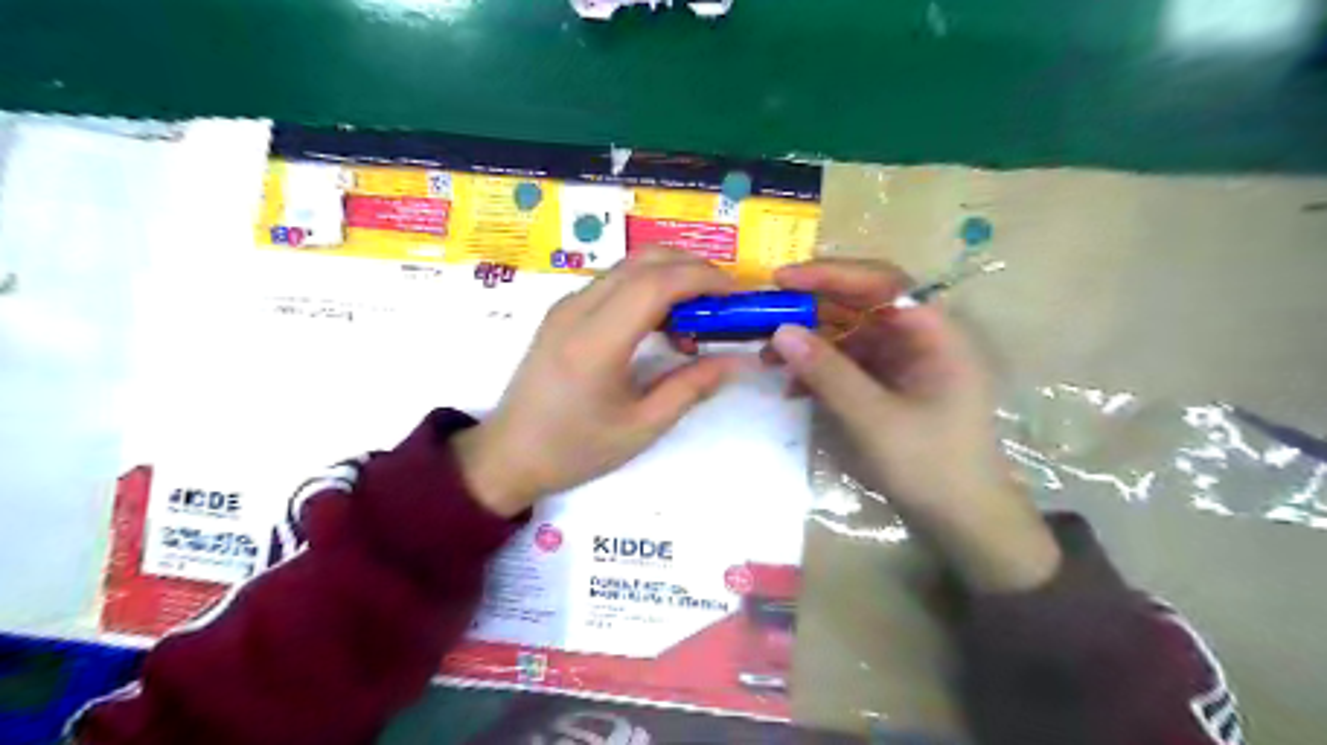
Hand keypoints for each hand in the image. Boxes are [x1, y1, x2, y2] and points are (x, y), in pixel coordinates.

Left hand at [454, 251, 745, 516]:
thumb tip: (735, 360)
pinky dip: (648, 287)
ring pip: (628, 266)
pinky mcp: (563, 311)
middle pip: (644, 261)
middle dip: (693, 268)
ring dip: (670, 275)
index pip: (657, 284)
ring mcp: (566, 306)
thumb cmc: (575, 449)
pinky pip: (613, 281)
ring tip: (698, 314)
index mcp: (597, 342)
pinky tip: (662, 322)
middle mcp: (578, 309)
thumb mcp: (641, 427)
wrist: (509, 454)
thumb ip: (691, 388)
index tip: (737, 295)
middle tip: (724, 299)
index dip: (703, 279)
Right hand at [770, 258, 1058, 591]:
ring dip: (810, 343)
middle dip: (812, 310)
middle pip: (861, 304)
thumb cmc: (932, 466)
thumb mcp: (874, 419)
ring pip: (850, 334)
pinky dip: (820, 370)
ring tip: (768, 359)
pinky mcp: (891, 384)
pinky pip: (849, 363)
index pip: (880, 283)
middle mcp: (921, 337)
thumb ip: (828, 373)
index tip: (782, 280)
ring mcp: (905, 361)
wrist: (964, 522)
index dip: (830, 274)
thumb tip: (780, 332)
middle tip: (765, 317)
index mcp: (936, 333)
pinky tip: (793, 387)